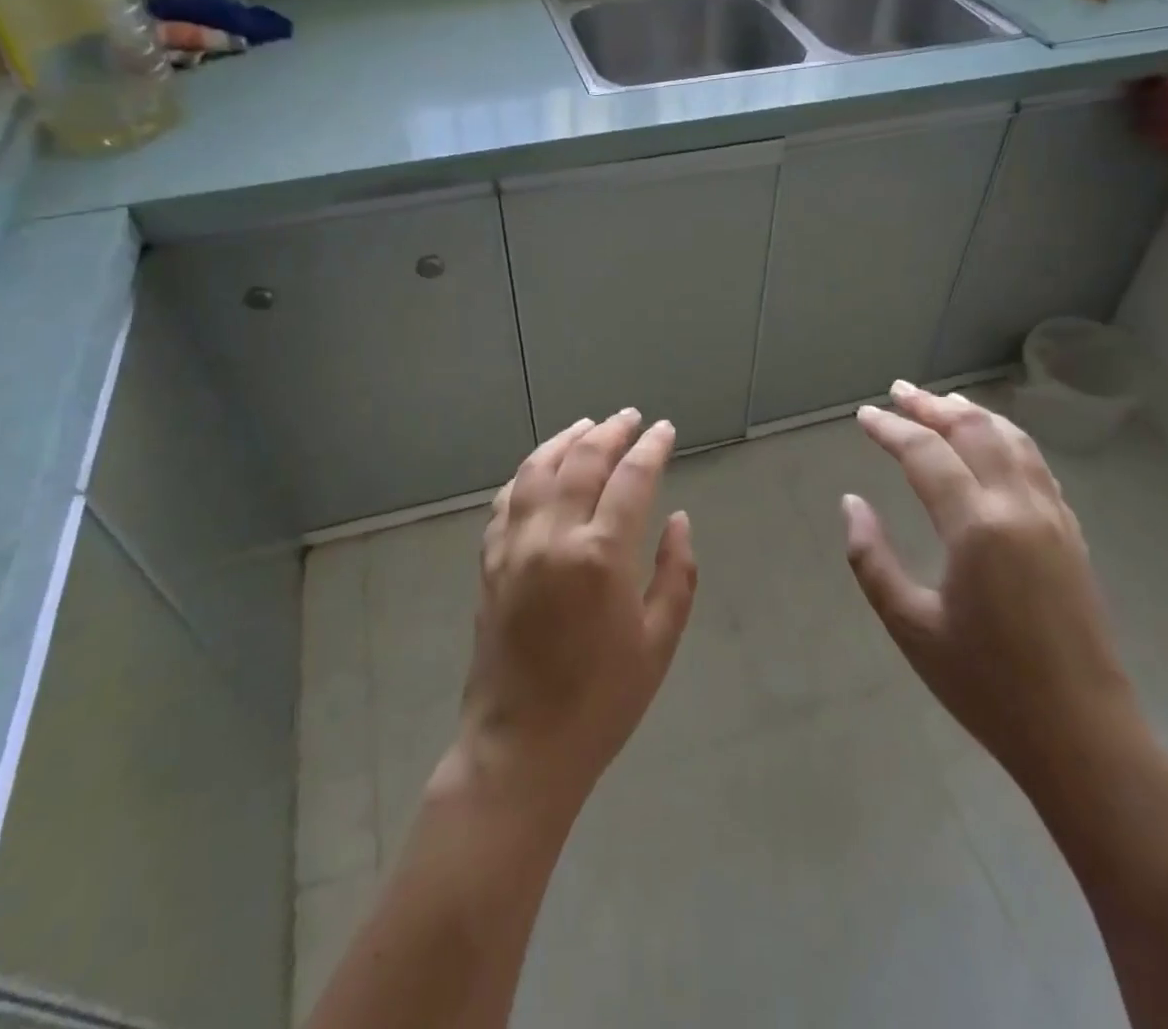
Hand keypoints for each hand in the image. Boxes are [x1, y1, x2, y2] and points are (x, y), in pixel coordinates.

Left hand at [449, 410, 697, 815]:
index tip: (664, 430)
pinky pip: (506, 501)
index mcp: (600, 555)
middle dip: (610, 432)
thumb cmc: (602, 701)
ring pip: (536, 470)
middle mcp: (553, 536)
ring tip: (587, 426)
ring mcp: (514, 546)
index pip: (631, 479)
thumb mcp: (658, 641)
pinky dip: (526, 474)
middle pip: (581, 461)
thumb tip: (678, 519)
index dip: (651, 448)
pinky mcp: (489, 562)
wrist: (521, 748)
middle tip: (630, 418)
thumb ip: (676, 573)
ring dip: (564, 440)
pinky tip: (539, 469)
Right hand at [842, 382, 1142, 786]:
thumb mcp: (909, 625)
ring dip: (973, 414)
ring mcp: (1053, 517)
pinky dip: (1007, 439)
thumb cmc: (985, 685)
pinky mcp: (1071, 534)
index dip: (890, 429)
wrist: (1082, 735)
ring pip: (1013, 441)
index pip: (926, 453)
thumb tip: (851, 503)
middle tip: (898, 391)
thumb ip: (871, 558)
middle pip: (974, 431)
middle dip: (932, 406)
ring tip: (943, 401)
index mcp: (977, 526)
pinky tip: (993, 443)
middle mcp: (1019, 507)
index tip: (863, 415)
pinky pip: (1036, 465)